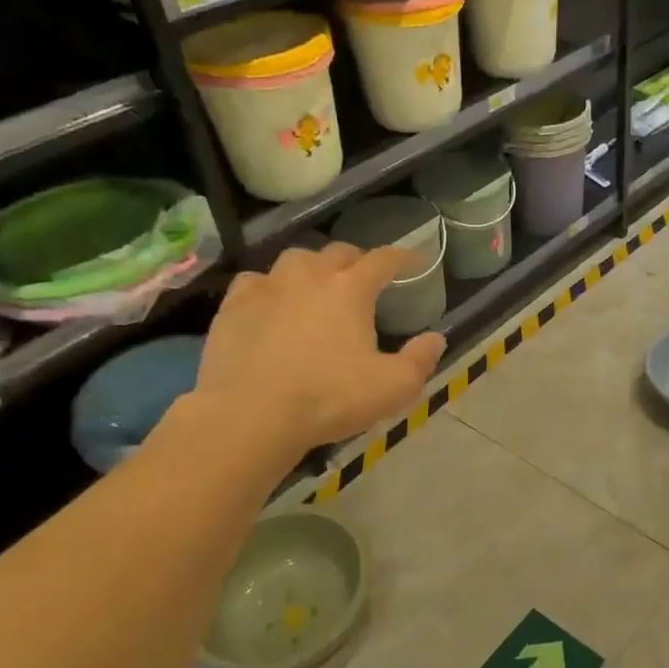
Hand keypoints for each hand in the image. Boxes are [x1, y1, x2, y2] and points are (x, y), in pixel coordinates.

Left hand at [192, 244, 445, 463]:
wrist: (251, 415)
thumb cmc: (329, 399)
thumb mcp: (393, 388)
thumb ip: (420, 360)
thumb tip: (435, 338)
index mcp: (350, 289)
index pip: (383, 259)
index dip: (404, 257)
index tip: (416, 260)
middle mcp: (309, 275)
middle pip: (338, 252)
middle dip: (357, 260)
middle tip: (365, 278)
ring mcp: (267, 287)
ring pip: (295, 260)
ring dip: (313, 267)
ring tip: (318, 285)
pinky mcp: (233, 306)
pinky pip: (256, 281)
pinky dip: (270, 286)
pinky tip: (272, 302)